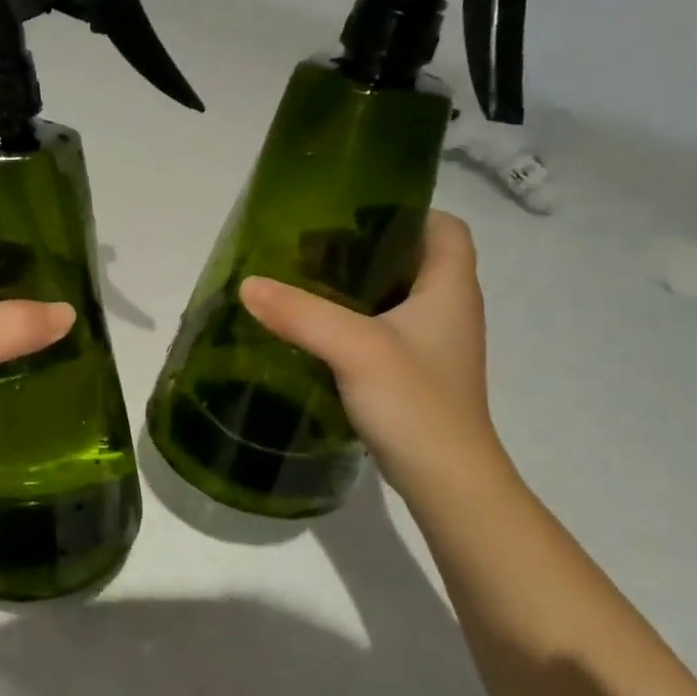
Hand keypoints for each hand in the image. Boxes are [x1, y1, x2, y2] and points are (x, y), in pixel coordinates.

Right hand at [239, 212, 509, 495]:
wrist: (447, 484)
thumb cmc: (416, 404)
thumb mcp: (355, 349)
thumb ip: (301, 312)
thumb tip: (247, 283)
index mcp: (449, 289)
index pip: (446, 227)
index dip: (407, 212)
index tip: (352, 215)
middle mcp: (448, 310)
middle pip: (413, 258)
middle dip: (366, 246)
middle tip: (312, 247)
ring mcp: (432, 345)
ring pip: (396, 295)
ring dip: (356, 285)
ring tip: (304, 281)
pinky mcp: (414, 373)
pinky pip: (383, 328)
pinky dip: (353, 320)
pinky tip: (315, 328)